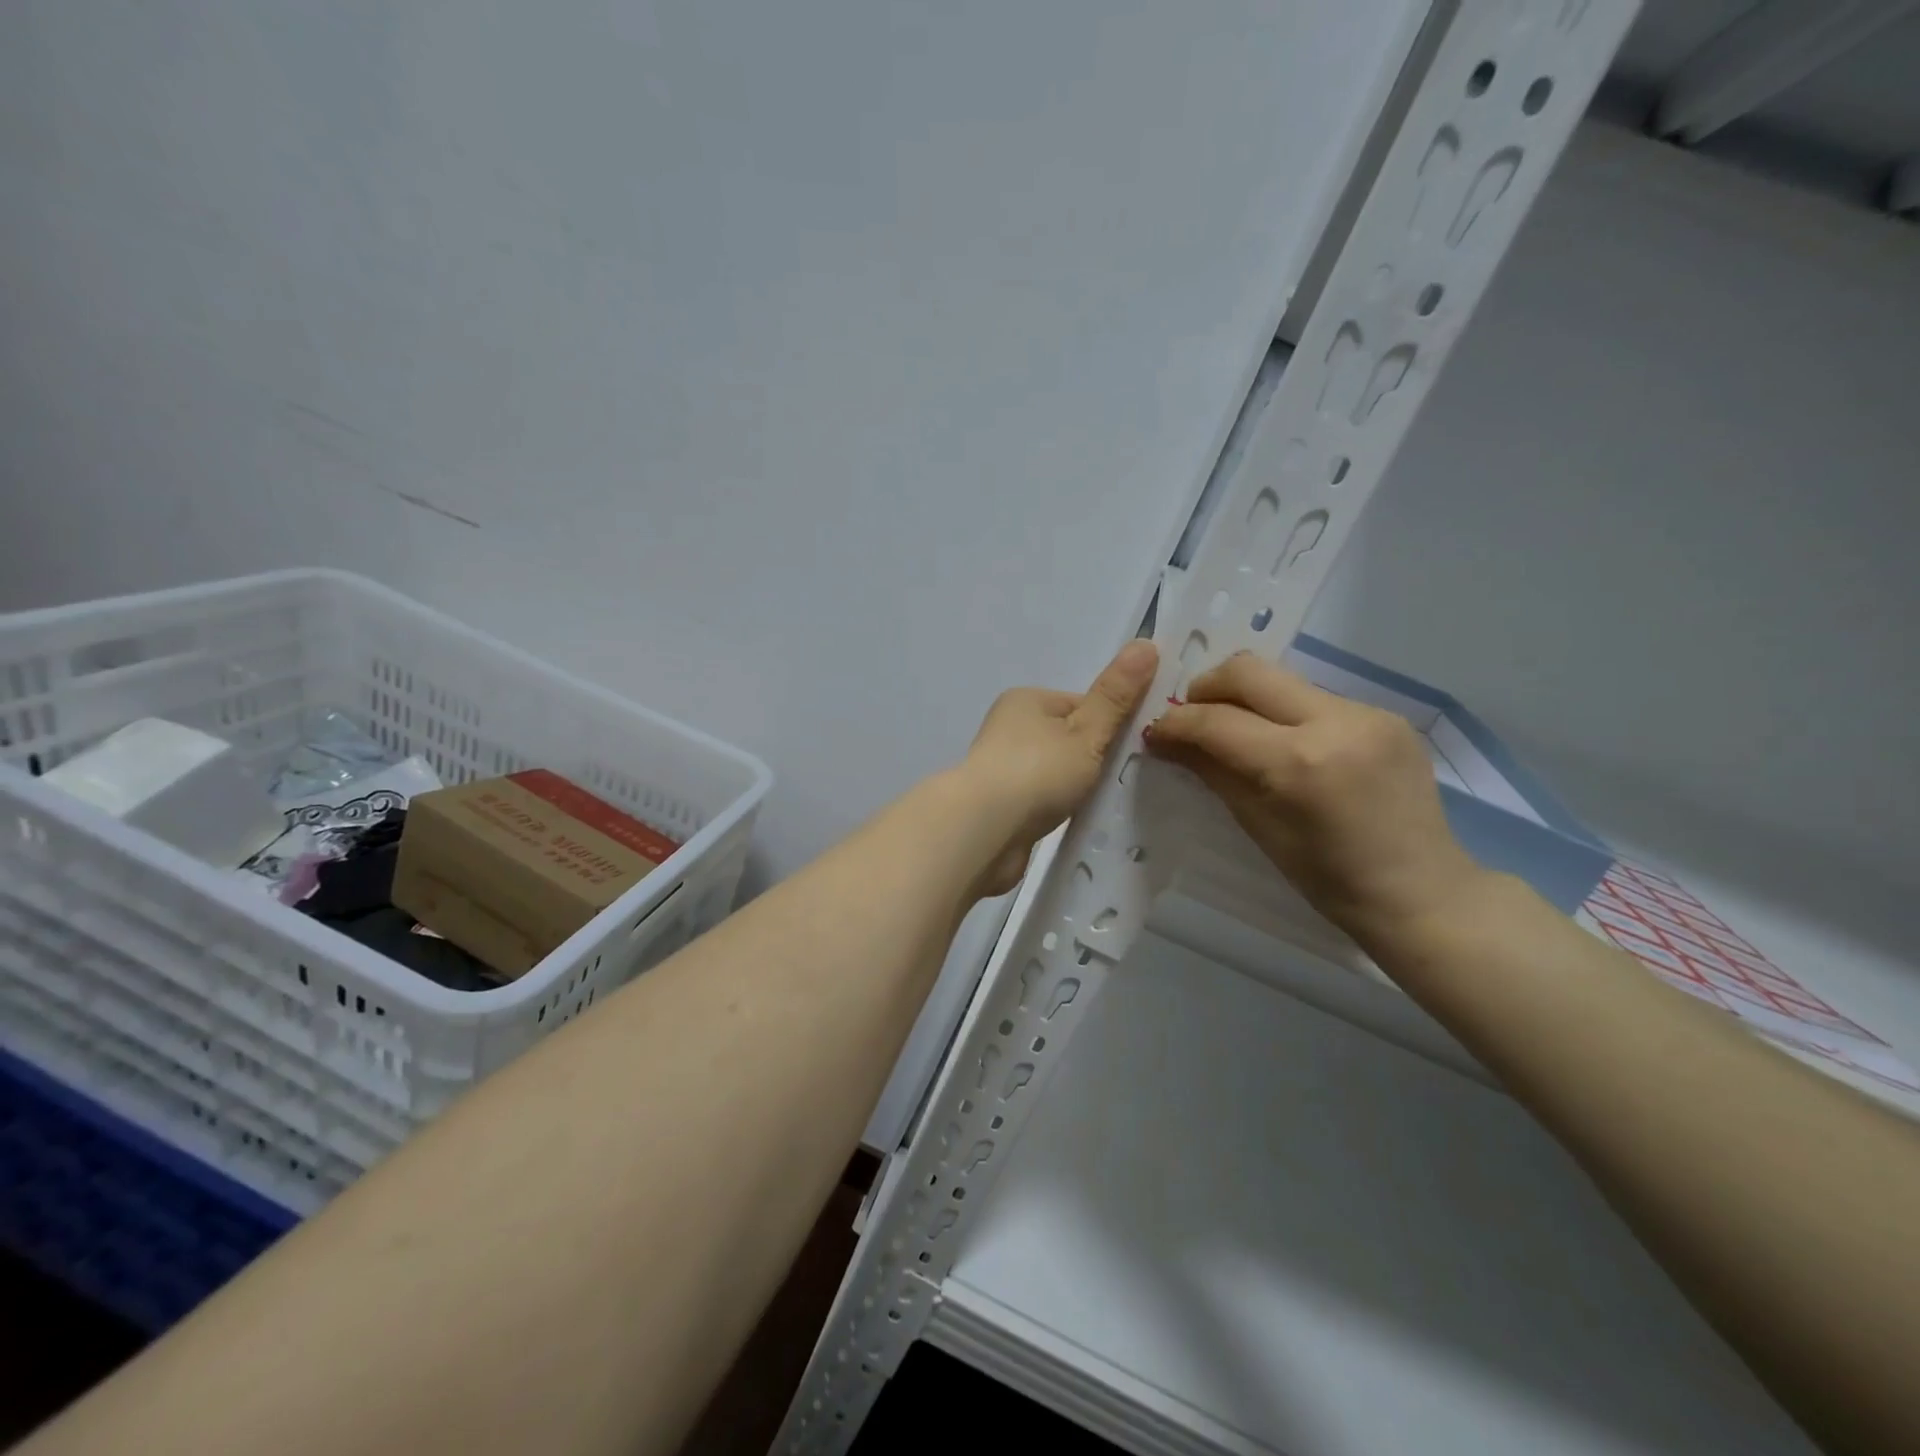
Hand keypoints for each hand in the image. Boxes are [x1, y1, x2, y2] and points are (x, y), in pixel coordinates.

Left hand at [951, 639, 1158, 896]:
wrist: (983, 831)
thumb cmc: (1037, 772)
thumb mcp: (1087, 731)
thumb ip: (1116, 696)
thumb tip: (1146, 644)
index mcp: (1026, 700)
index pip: (1082, 703)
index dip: (1112, 723)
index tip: (1136, 748)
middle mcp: (1009, 728)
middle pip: (1068, 738)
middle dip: (1095, 758)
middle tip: (1124, 778)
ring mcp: (1002, 768)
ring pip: (1055, 771)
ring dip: (1076, 786)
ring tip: (1100, 802)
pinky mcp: (1000, 805)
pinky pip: (1042, 799)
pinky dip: (1058, 807)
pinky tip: (1075, 820)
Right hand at [1146, 653, 1481, 946]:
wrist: (1421, 892)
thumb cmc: (1328, 879)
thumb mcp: (1257, 826)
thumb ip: (1211, 771)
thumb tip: (1166, 739)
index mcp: (1297, 763)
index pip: (1217, 721)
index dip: (1177, 723)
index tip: (1157, 732)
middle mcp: (1334, 722)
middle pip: (1249, 671)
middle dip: (1207, 687)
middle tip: (1192, 715)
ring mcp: (1367, 713)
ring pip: (1284, 681)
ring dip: (1248, 700)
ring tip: (1238, 732)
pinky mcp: (1386, 715)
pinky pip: (1317, 699)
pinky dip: (1287, 714)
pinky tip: (1289, 745)